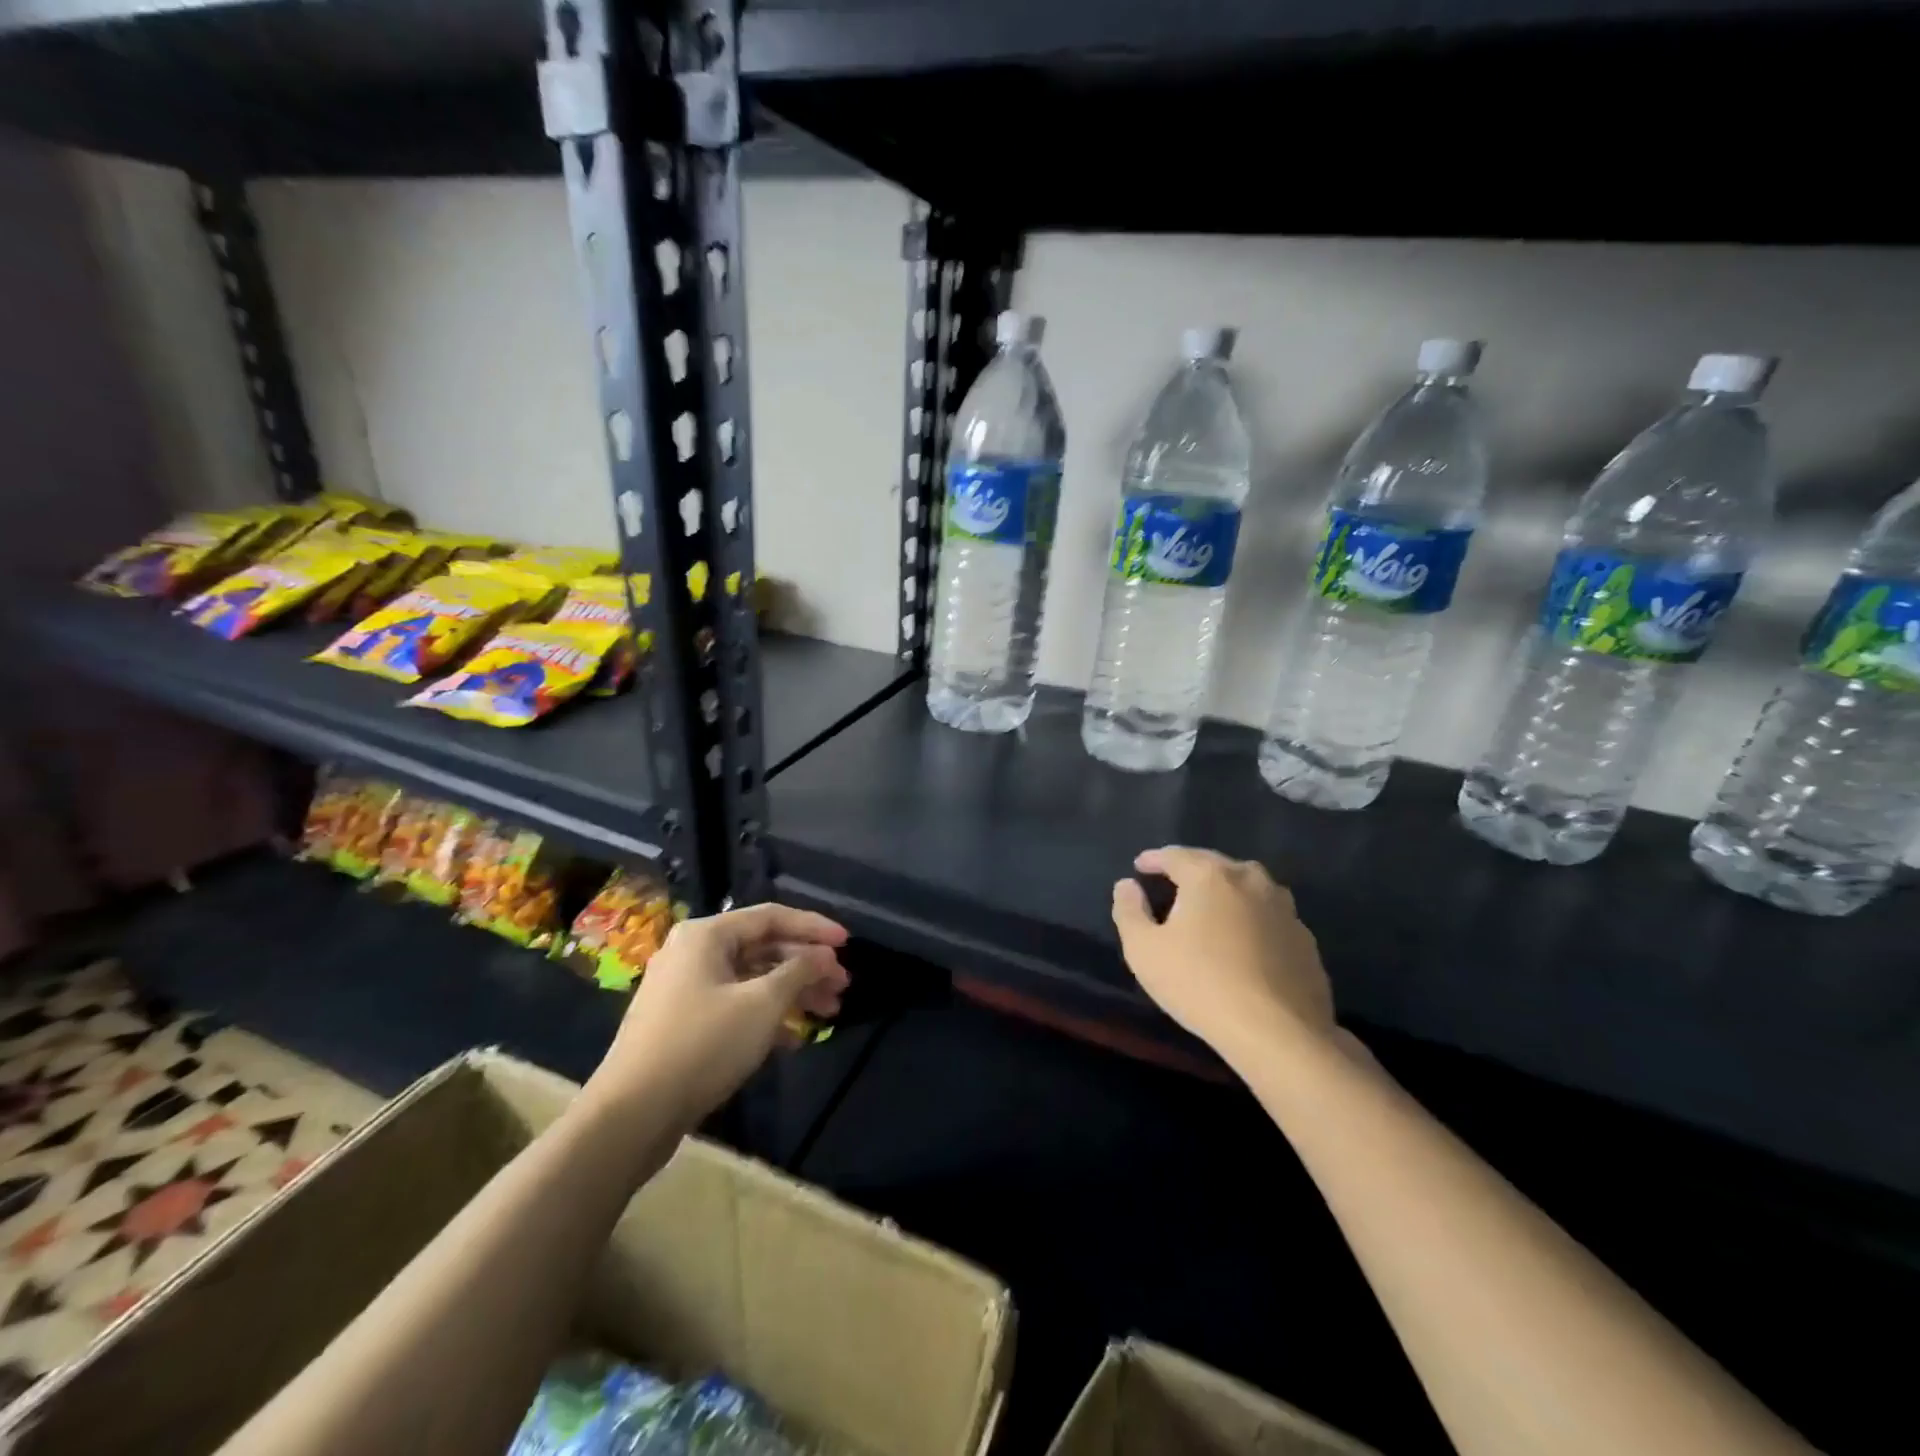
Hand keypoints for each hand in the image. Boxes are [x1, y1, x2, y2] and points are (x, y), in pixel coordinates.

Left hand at [587, 902, 849, 1123]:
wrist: (632, 1114)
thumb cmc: (703, 1045)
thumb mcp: (762, 1004)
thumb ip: (799, 971)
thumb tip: (824, 957)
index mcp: (707, 935)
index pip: (772, 916)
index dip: (814, 928)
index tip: (848, 944)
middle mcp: (694, 952)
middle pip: (764, 948)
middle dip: (807, 966)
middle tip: (842, 986)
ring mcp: (685, 988)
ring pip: (752, 979)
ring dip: (792, 993)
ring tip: (828, 1012)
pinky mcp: (683, 1022)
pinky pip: (735, 1005)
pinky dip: (766, 1016)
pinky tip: (794, 1039)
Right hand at [1112, 846, 1335, 1070]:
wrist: (1279, 1034)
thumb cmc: (1200, 984)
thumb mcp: (1143, 950)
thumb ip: (1129, 911)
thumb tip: (1127, 885)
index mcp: (1210, 876)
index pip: (1174, 855)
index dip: (1153, 860)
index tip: (1139, 866)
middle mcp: (1250, 880)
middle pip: (1214, 864)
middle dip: (1190, 869)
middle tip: (1172, 882)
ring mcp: (1284, 909)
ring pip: (1248, 887)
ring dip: (1226, 890)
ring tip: (1211, 906)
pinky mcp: (1305, 940)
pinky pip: (1269, 917)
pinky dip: (1251, 919)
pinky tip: (1244, 941)